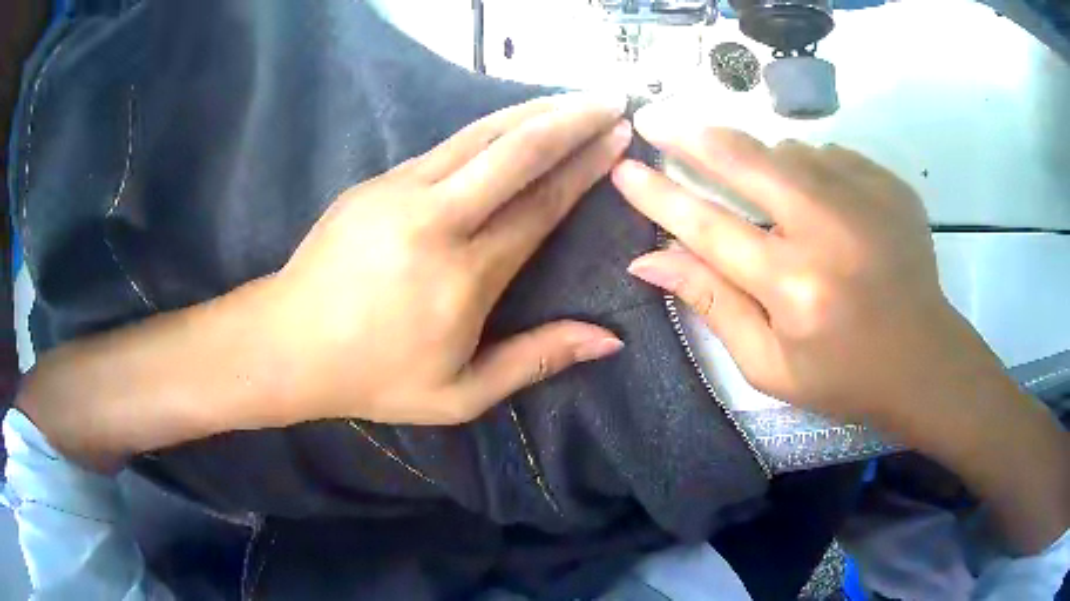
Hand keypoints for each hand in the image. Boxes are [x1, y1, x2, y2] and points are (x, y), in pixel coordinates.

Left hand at [265, 94, 632, 425]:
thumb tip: (609, 339)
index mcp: (462, 276)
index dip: (584, 168)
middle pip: (515, 152)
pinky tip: (512, 122)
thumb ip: (536, 360)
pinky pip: (447, 146)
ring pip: (479, 135)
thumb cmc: (373, 377)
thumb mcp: (460, 394)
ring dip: (532, 111)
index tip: (618, 140)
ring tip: (572, 98)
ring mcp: (400, 190)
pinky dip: (490, 128)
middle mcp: (435, 219)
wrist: (287, 342)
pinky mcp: (377, 181)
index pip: (540, 206)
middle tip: (611, 101)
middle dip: (570, 120)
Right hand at [611, 103, 1069, 552]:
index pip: (708, 227)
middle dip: (691, 134)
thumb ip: (712, 305)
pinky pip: (827, 156)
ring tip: (762, 193)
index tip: (624, 170)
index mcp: (796, 288)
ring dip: (758, 161)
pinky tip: (819, 204)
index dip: (659, 196)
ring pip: (787, 151)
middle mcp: (829, 231)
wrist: (925, 359)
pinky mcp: (888, 183)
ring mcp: (865, 198)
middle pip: (745, 160)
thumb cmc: (843, 376)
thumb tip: (649, 259)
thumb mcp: (769, 366)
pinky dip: (808, 170)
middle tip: (655, 118)